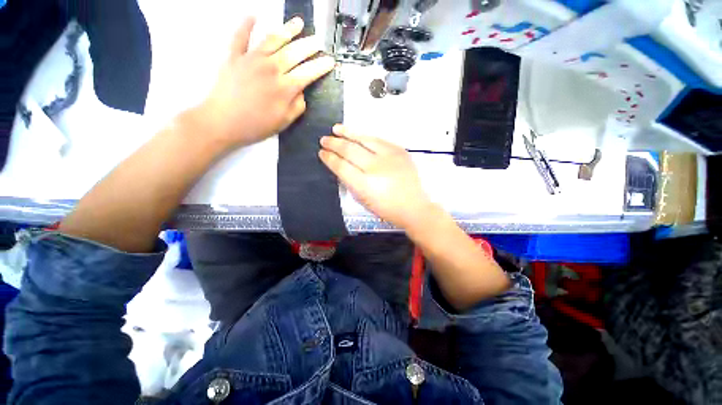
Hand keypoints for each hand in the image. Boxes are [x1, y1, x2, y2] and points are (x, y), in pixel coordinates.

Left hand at [195, 16, 334, 149]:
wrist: (222, 122)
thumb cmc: (256, 126)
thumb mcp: (284, 122)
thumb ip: (297, 106)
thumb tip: (301, 92)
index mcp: (285, 88)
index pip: (308, 73)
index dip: (321, 67)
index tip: (330, 61)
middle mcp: (271, 68)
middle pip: (294, 53)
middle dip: (309, 46)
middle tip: (318, 41)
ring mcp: (252, 59)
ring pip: (273, 40)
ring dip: (288, 30)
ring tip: (299, 23)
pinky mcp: (234, 56)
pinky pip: (241, 36)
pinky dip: (246, 25)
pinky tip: (253, 15)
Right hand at [319, 125, 434, 228]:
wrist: (413, 206)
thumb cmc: (386, 208)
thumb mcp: (363, 200)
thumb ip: (350, 182)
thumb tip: (340, 166)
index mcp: (365, 185)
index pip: (341, 166)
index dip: (329, 158)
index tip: (322, 153)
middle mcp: (375, 168)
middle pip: (350, 150)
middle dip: (334, 144)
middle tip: (324, 140)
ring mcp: (389, 157)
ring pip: (364, 140)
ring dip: (348, 133)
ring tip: (336, 129)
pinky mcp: (399, 151)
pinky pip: (379, 140)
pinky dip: (365, 136)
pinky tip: (357, 135)